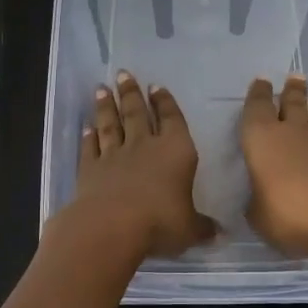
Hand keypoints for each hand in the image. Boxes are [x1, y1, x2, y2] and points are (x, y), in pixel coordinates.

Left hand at [60, 71, 215, 261]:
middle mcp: (144, 146)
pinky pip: (90, 148)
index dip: (165, 102)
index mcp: (176, 151)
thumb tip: (220, 233)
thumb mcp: (190, 228)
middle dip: (130, 93)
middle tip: (123, 74)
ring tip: (101, 88)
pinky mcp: (91, 169)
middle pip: (136, 113)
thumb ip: (203, 227)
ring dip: (106, 106)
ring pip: (111, 124)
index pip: (172, 119)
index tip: (155, 86)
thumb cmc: (161, 222)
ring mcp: (114, 155)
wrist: (112, 225)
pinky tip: (86, 127)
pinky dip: (88, 136)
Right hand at [241, 75, 307, 259]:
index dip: (257, 94)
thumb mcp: (258, 216)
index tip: (261, 81)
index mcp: (261, 138)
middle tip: (295, 77)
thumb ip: (256, 204)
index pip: (256, 107)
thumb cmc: (288, 212)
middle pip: (291, 102)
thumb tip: (259, 200)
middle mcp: (290, 132)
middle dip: (291, 89)